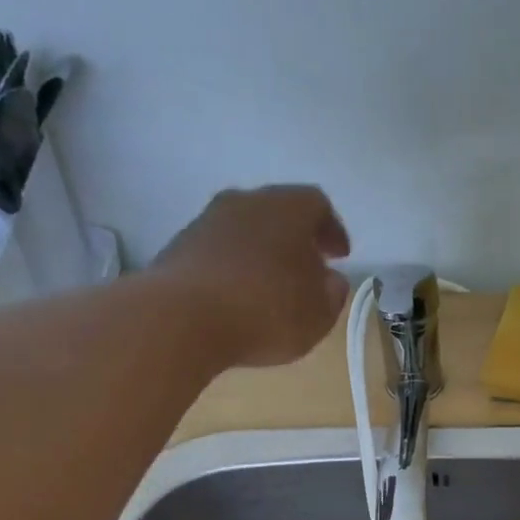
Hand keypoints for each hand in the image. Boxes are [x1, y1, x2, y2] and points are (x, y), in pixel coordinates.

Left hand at [152, 185, 351, 367]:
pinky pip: (219, 253)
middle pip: (277, 212)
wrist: (184, 318)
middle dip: (295, 240)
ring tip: (271, 288)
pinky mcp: (180, 247)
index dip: (332, 230)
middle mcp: (245, 201)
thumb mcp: (319, 312)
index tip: (339, 256)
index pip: (317, 205)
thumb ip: (332, 293)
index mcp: (287, 208)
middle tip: (307, 269)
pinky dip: (234, 270)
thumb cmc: (267, 310)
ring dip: (262, 254)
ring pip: (245, 231)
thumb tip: (330, 279)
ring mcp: (207, 221)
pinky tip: (238, 300)